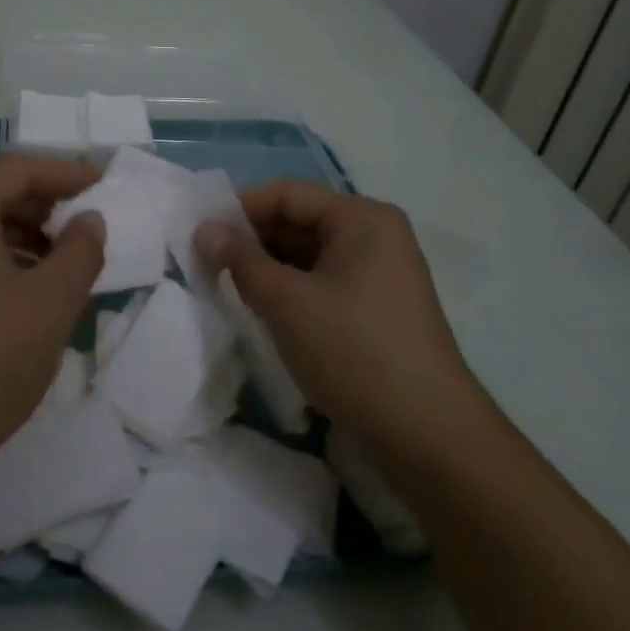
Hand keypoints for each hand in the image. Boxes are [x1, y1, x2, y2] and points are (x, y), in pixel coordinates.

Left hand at [0, 154, 105, 501]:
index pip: (18, 168)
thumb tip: (90, 220)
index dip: (65, 173)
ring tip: (67, 264)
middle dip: (46, 206)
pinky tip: (30, 294)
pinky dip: (3, 262)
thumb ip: (80, 252)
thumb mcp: (50, 303)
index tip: (104, 184)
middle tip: (89, 226)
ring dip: (27, 237)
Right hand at [196, 182, 484, 467]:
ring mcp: (380, 274)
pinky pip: (323, 283)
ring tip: (228, 290)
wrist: (428, 435)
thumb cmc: (354, 351)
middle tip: (207, 265)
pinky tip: (264, 312)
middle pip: (299, 222)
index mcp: (362, 218)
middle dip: (252, 242)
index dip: (240, 211)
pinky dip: (291, 292)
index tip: (200, 236)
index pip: (288, 195)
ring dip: (268, 269)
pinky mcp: (377, 309)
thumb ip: (240, 260)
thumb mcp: (286, 301)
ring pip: (308, 256)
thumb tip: (204, 229)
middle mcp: (375, 236)